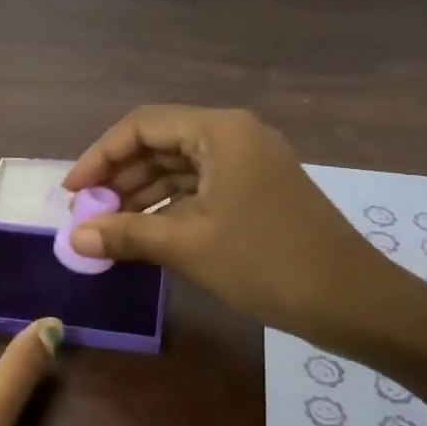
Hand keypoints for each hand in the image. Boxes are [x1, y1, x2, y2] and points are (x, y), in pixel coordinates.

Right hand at [63, 106, 420, 350]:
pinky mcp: (257, 190)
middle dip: (120, 177)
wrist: (353, 300)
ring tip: (108, 228)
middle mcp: (234, 135)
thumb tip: (73, 238)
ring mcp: (249, 163)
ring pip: (180, 167)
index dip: (101, 155)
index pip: (143, 125)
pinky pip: (201, 188)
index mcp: (220, 131)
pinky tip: (145, 234)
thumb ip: (126, 234)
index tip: (73, 192)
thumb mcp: (189, 246)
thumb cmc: (267, 262)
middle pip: (161, 143)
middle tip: (88, 215)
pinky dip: (170, 207)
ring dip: (143, 194)